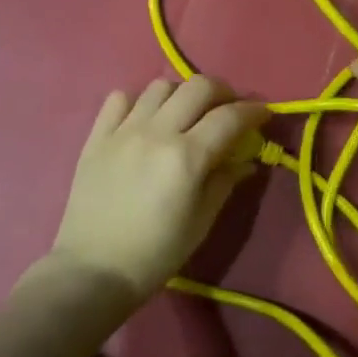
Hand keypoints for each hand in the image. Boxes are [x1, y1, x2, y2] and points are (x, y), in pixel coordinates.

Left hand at [49, 75, 269, 305]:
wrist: (93, 270)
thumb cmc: (155, 254)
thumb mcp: (201, 223)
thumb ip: (224, 183)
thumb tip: (245, 160)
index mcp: (186, 157)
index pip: (230, 117)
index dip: (254, 111)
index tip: (264, 114)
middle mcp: (156, 132)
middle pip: (197, 87)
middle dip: (222, 92)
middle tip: (228, 110)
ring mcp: (123, 131)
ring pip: (160, 86)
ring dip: (181, 94)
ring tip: (186, 114)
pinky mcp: (97, 137)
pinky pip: (120, 98)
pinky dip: (139, 101)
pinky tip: (145, 120)